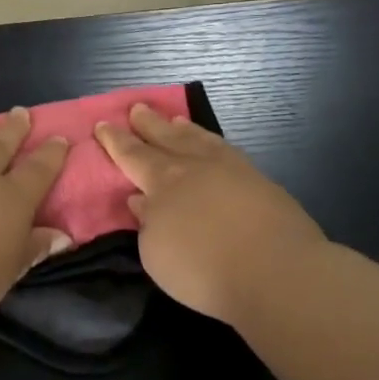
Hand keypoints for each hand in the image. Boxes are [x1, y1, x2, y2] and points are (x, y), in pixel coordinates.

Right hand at [96, 104, 326, 327]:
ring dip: (184, 130)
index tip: (103, 124)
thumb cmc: (203, 268)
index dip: (116, 141)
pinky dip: (214, 144)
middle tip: (137, 108)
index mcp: (163, 181)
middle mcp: (196, 167)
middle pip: (167, 138)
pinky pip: (227, 152)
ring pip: (201, 141)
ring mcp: (232, 171)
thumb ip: (147, 223)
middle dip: (149, 124)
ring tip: (175, 121)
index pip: (133, 155)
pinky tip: (215, 148)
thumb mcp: (156, 253)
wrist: (276, 271)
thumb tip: (141, 200)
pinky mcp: (261, 183)